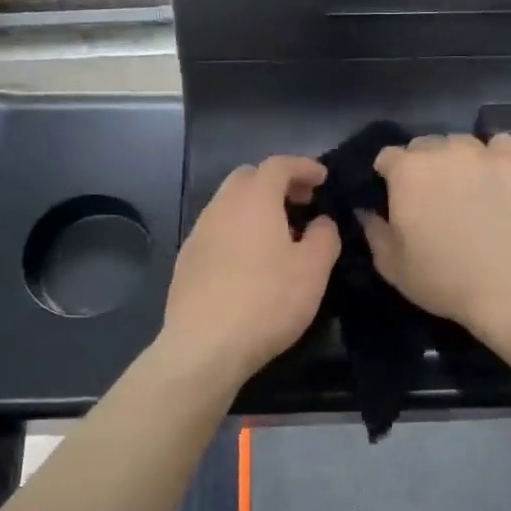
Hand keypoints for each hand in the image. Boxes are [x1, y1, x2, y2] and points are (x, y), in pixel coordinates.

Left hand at [161, 156, 340, 388]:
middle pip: (247, 177)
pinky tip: (249, 261)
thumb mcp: (313, 270)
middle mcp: (221, 207)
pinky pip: (216, 230)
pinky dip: (237, 230)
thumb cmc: (267, 301)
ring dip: (255, 207)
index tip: (322, 178)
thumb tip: (321, 221)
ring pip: (228, 204)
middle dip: (276, 182)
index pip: (278, 164)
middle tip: (301, 202)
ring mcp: (198, 233)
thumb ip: (324, 236)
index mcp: (254, 200)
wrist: (204, 346)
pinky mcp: (186, 260)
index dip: (303, 166)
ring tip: (278, 233)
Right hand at [362, 133, 510, 342]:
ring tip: (465, 189)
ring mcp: (483, 153)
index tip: (394, 198)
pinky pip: (499, 144)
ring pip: (459, 144)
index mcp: (407, 171)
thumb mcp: (392, 266)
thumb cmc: (444, 281)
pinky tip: (495, 178)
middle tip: (430, 198)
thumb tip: (367, 211)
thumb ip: (373, 231)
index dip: (387, 177)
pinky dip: (493, 156)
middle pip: (423, 146)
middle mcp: (443, 151)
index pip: (387, 157)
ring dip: (455, 160)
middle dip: (420, 166)